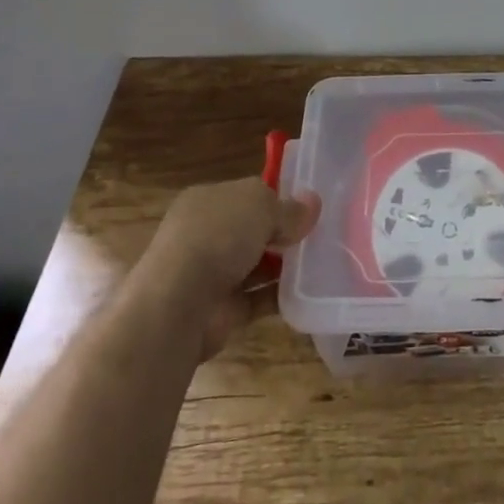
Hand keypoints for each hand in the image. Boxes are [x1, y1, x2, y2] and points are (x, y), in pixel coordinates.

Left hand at [139, 178, 319, 358]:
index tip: (308, 206)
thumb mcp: (260, 206)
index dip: (277, 198)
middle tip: (320, 234)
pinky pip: (259, 298)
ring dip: (285, 265)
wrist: (180, 304)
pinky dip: (281, 296)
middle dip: (283, 233)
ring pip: (257, 264)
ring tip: (323, 261)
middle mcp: (206, 234)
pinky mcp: (224, 309)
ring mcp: (212, 274)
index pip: (247, 194)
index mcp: (207, 200)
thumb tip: (312, 204)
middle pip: (253, 230)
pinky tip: (310, 291)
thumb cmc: (218, 237)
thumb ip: (288, 208)